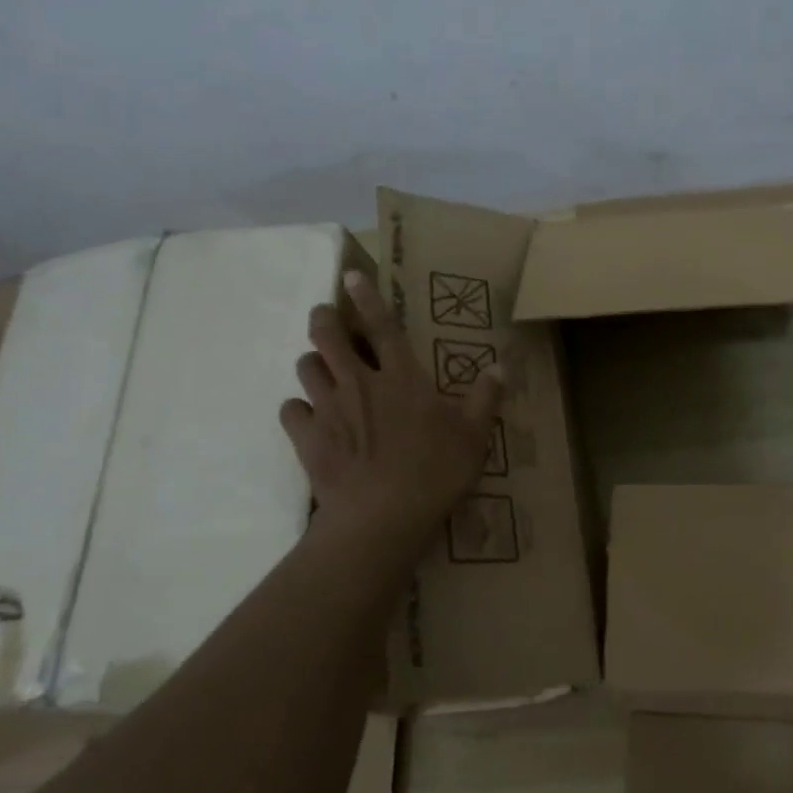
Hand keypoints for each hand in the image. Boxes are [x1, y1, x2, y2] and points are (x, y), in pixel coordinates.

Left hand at [279, 270, 502, 535]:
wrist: (382, 517)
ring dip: (313, 363)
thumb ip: (486, 397)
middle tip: (326, 319)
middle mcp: (360, 383)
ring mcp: (328, 409)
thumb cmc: (435, 472)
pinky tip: (309, 418)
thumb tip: (502, 365)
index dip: (367, 297)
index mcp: (402, 378)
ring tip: (321, 370)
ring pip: (306, 368)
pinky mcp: (307, 438)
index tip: (350, 275)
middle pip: (328, 336)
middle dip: (324, 320)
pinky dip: (298, 409)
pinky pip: (290, 410)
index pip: (383, 326)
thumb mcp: (474, 436)